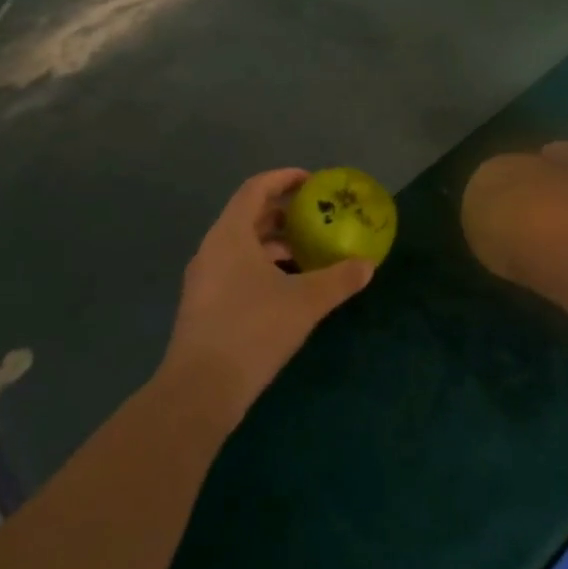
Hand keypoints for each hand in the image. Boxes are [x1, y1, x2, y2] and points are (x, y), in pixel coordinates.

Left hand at [159, 169, 375, 428]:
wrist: (200, 390)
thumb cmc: (253, 330)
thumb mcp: (305, 302)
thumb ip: (339, 279)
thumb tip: (368, 265)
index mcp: (231, 234)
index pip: (256, 188)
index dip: (284, 178)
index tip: (312, 181)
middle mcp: (213, 249)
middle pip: (249, 215)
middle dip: (284, 213)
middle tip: (316, 218)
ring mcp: (204, 278)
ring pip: (242, 246)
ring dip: (275, 243)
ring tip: (308, 254)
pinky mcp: (205, 305)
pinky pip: (236, 269)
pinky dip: (262, 266)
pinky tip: (288, 288)